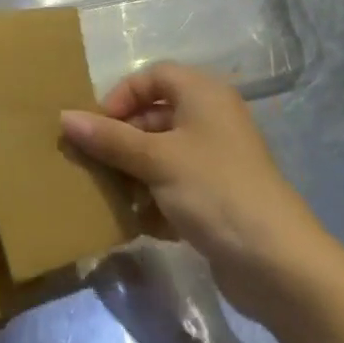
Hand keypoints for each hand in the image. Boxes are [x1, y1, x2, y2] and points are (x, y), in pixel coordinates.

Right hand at [60, 63, 329, 309]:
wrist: (279, 264)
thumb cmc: (214, 190)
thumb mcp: (156, 160)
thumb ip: (109, 138)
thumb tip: (64, 117)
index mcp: (203, 95)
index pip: (152, 77)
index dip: (121, 96)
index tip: (98, 127)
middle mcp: (211, 120)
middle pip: (154, 117)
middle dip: (122, 140)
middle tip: (94, 163)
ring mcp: (216, 161)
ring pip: (161, 155)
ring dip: (133, 174)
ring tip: (110, 196)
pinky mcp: (218, 199)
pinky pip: (174, 187)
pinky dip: (154, 200)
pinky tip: (137, 223)